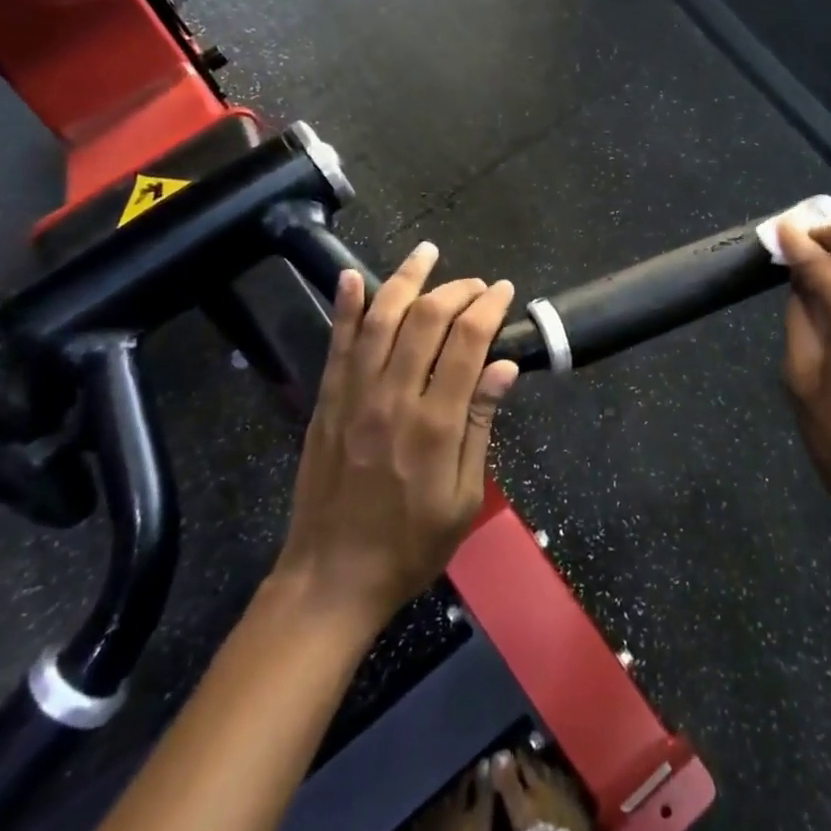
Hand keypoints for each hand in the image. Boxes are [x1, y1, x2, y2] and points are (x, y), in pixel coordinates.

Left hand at [274, 244, 518, 630]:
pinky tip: (353, 276)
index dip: (488, 308)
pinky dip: (345, 306)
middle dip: (457, 290)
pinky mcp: (326, 401)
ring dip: (406, 280)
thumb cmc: (411, 545)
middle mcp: (393, 398)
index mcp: (435, 424)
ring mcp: (354, 396)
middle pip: (427, 320)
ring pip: (381, 320)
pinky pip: (336, 344)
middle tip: (477, 283)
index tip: (504, 291)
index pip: (467, 343)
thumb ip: (480, 425)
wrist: (333, 577)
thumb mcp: (464, 497)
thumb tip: (503, 367)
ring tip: (427, 252)